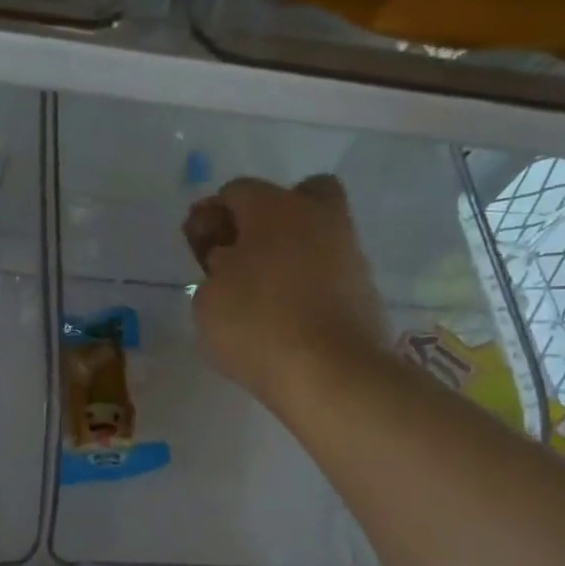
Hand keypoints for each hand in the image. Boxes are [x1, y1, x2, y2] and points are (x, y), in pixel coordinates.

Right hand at [183, 175, 388, 405]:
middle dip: (270, 215)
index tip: (199, 246)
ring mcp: (349, 253)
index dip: (212, 215)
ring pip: (319, 233)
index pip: (237, 191)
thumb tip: (232, 263)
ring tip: (266, 292)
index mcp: (275, 209)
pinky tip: (291, 312)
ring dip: (293, 250)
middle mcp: (318, 218)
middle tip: (247, 252)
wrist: (330, 375)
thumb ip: (215, 270)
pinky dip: (312, 282)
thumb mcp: (207, 300)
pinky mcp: (365, 289)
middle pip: (298, 195)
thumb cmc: (257, 326)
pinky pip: (331, 271)